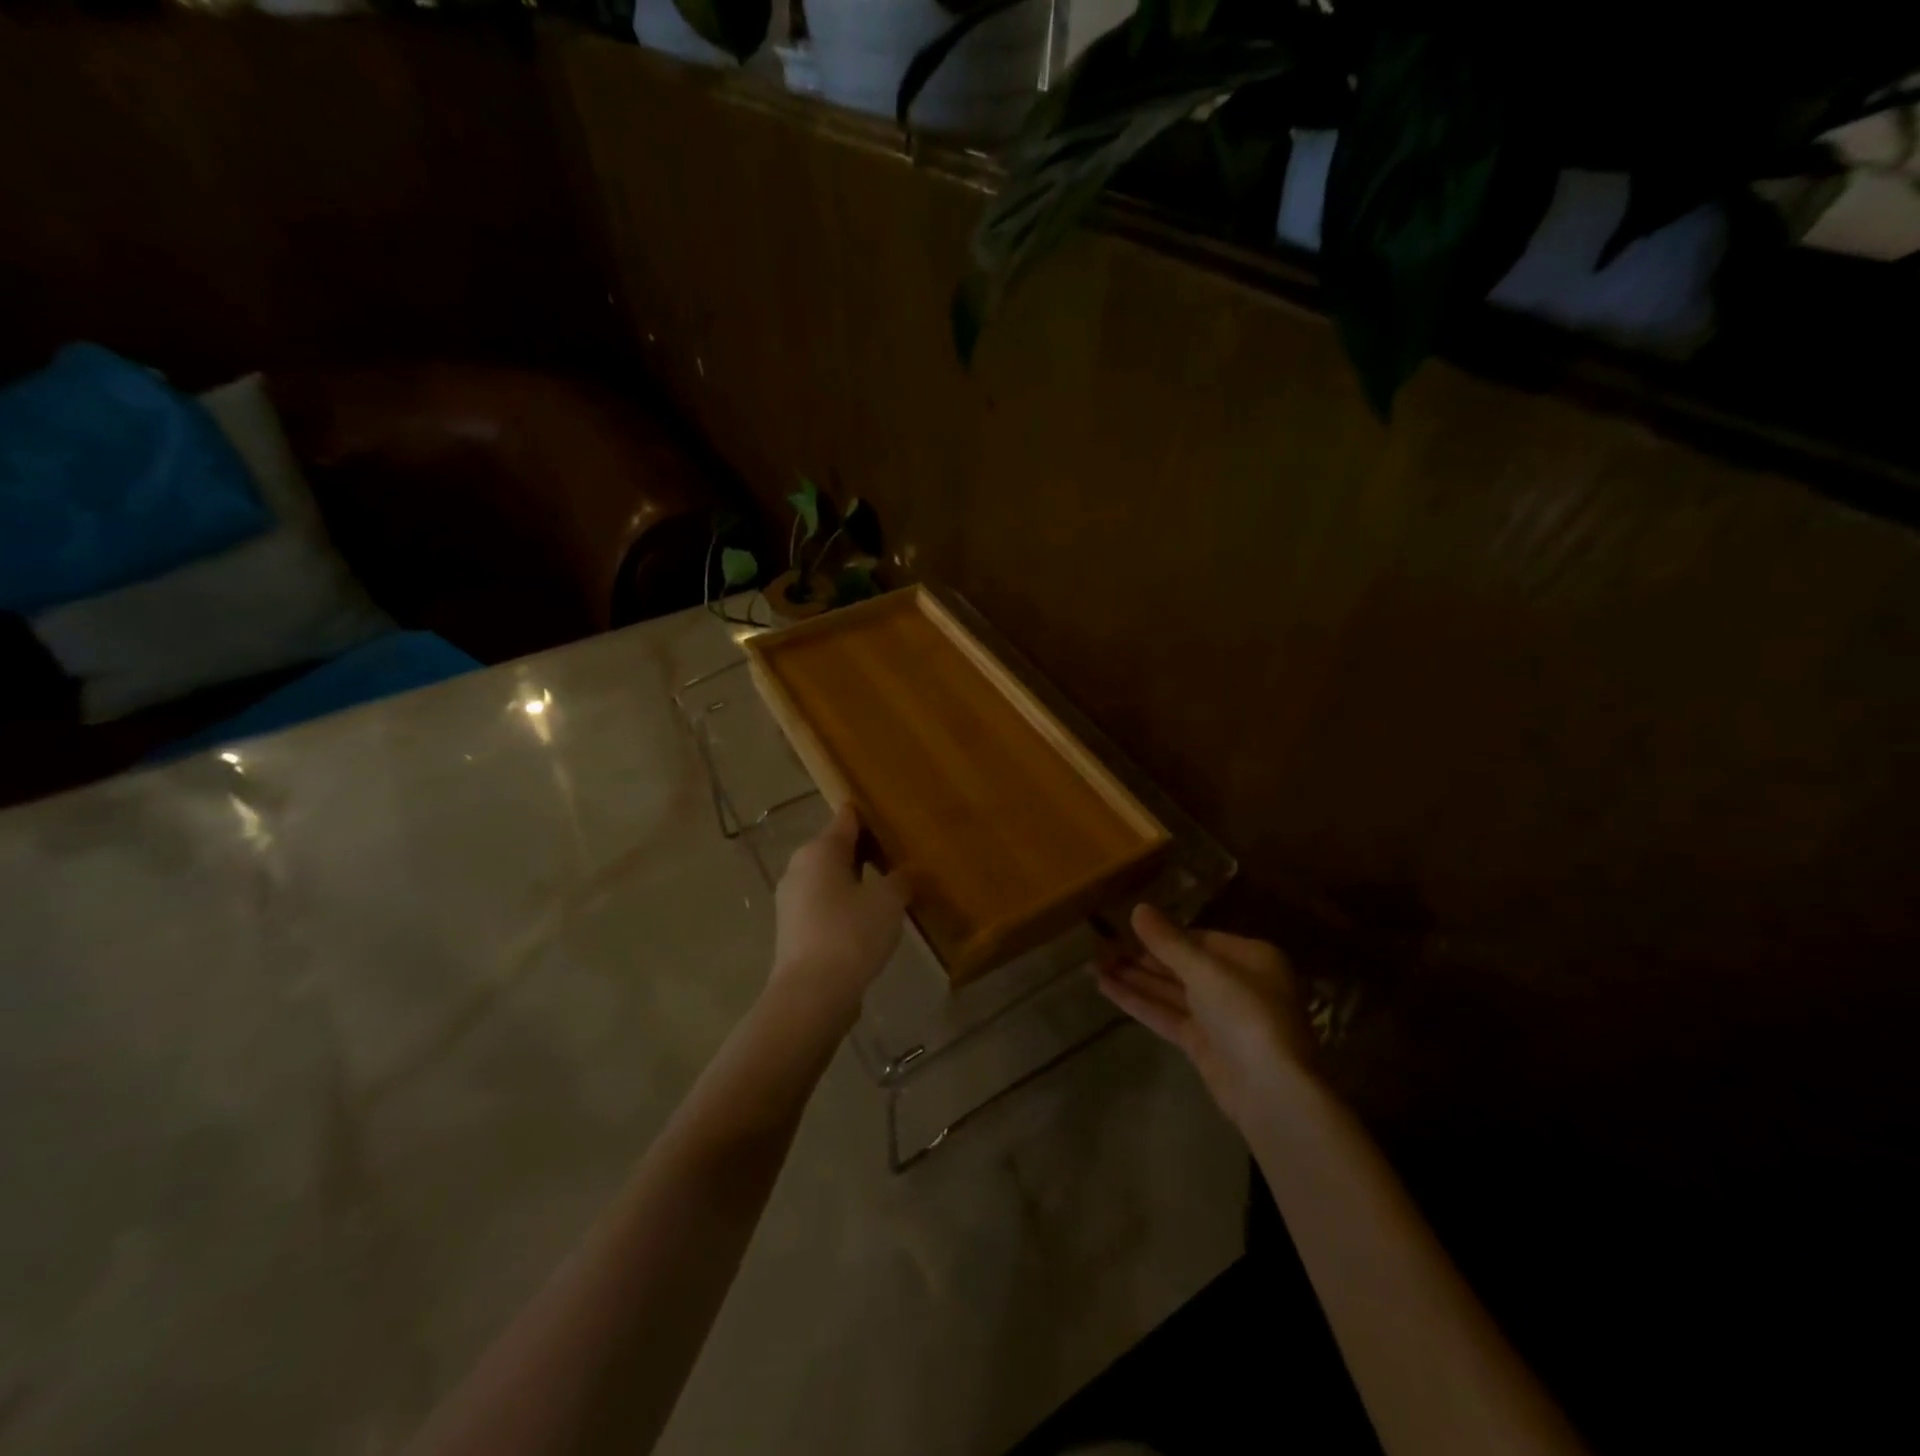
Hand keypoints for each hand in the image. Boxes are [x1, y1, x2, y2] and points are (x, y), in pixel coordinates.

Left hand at [768, 804, 905, 1029]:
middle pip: (837, 848)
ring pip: (830, 879)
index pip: (848, 818)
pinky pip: (824, 905)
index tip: (895, 819)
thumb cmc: (851, 934)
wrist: (812, 995)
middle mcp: (799, 867)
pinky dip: (845, 906)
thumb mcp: (889, 901)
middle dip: (867, 851)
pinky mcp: (793, 930)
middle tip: (901, 857)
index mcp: (820, 850)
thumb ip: (901, 880)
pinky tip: (869, 922)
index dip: (872, 816)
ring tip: (891, 891)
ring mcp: (792, 900)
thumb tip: (905, 874)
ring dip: (857, 881)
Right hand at [1095, 904, 1316, 1128]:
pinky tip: (1105, 987)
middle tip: (1101, 946)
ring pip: (1170, 990)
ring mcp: (1218, 1017)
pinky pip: (1166, 1014)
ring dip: (1134, 978)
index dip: (1163, 933)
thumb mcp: (1205, 970)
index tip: (1127, 927)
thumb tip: (1138, 908)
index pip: (1200, 938)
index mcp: (1251, 958)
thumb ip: (1168, 941)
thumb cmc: (1246, 1014)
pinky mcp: (1202, 1044)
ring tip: (1094, 964)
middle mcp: (1236, 983)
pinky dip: (1138, 1001)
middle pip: (1182, 964)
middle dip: (1143, 956)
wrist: (1270, 1090)